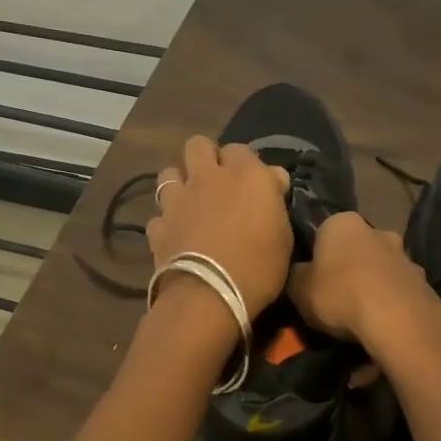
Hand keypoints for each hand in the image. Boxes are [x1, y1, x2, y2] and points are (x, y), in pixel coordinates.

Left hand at [148, 137, 293, 316]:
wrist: (210, 295)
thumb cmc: (259, 266)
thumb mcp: (283, 235)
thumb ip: (274, 201)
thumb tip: (273, 177)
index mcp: (246, 175)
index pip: (240, 149)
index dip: (243, 163)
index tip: (251, 183)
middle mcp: (208, 177)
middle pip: (198, 145)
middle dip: (206, 157)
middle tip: (216, 181)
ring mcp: (178, 199)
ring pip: (169, 171)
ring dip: (179, 182)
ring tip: (189, 202)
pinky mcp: (158, 224)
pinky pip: (159, 213)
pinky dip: (167, 221)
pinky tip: (176, 234)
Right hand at [287, 212, 440, 344]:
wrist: (397, 319)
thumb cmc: (339, 294)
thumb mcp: (298, 288)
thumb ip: (296, 276)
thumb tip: (300, 274)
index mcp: (342, 223)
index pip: (323, 233)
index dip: (315, 258)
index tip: (310, 282)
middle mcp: (377, 230)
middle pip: (355, 251)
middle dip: (347, 271)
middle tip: (334, 301)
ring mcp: (404, 256)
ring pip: (379, 272)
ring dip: (371, 290)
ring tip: (359, 323)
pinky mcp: (424, 282)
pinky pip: (397, 295)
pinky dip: (390, 308)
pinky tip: (381, 332)